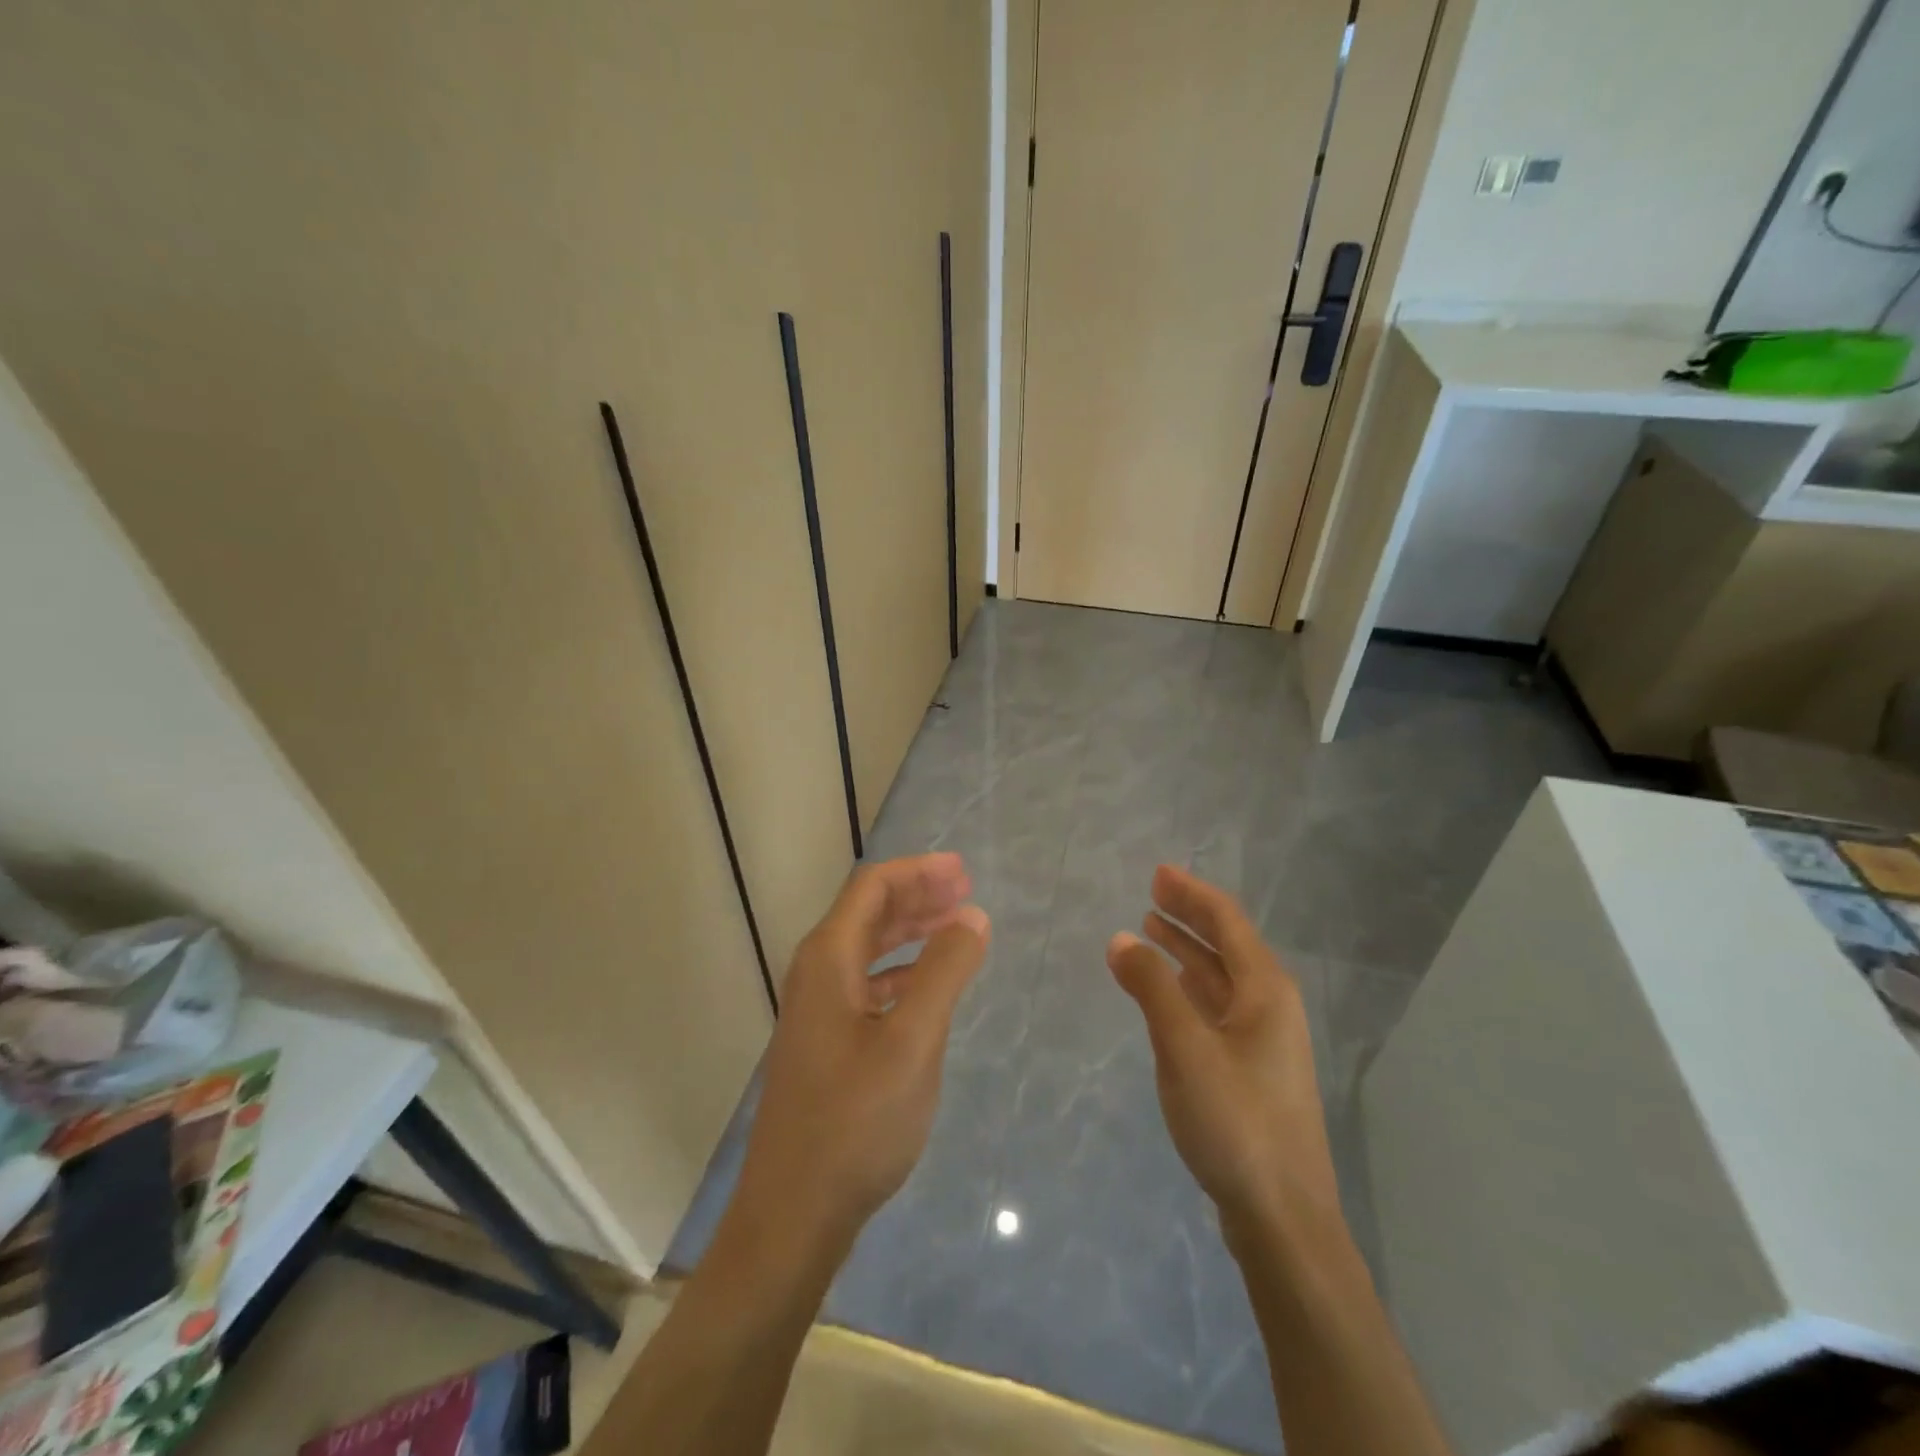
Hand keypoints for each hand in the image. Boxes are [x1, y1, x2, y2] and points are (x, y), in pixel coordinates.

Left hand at [731, 853, 989, 1254]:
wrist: (794, 1214)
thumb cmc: (856, 1121)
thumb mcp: (913, 1042)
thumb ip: (944, 972)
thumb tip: (971, 916)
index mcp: (828, 959)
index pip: (872, 888)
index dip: (919, 871)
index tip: (964, 871)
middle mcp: (816, 974)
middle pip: (869, 912)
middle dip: (918, 895)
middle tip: (967, 892)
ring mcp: (817, 1010)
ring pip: (868, 948)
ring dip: (911, 931)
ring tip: (956, 928)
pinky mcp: (825, 1042)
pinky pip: (867, 983)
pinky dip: (901, 970)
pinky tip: (927, 985)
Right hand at [1107, 865, 1337, 1239]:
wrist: (1284, 1217)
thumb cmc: (1236, 1122)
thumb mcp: (1184, 1049)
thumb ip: (1151, 988)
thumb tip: (1122, 938)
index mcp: (1265, 991)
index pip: (1227, 922)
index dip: (1192, 893)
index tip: (1157, 873)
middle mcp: (1271, 1006)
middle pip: (1228, 944)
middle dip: (1190, 915)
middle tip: (1151, 892)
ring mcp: (1264, 1040)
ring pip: (1222, 977)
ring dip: (1189, 949)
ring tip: (1153, 929)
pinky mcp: (1252, 1068)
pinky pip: (1218, 1006)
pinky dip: (1191, 985)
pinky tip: (1172, 987)